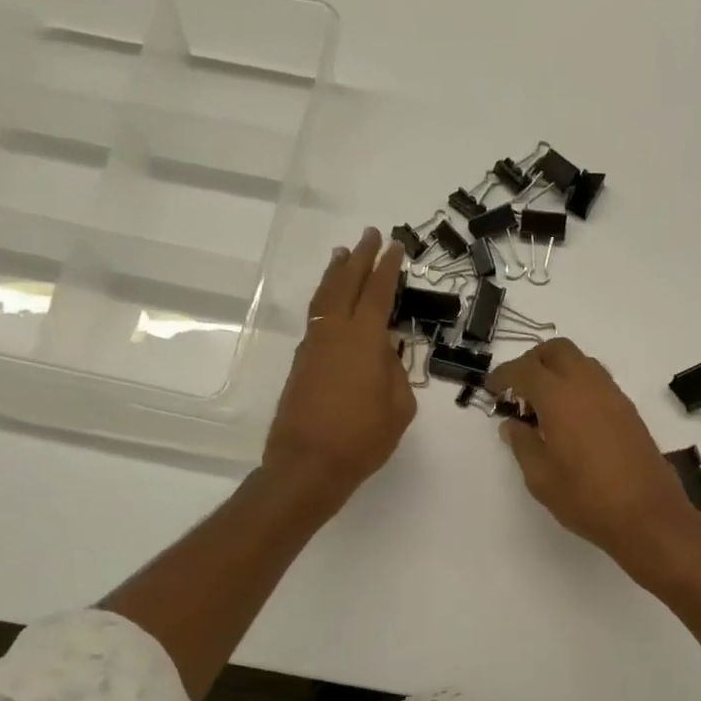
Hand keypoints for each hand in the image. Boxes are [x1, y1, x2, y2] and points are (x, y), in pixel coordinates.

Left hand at [263, 227, 415, 505]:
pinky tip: (331, 303)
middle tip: (370, 236)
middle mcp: (335, 332)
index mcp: (364, 339)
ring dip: (336, 274)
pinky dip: (326, 300)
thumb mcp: (399, 409)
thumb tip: (386, 356)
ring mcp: (313, 345)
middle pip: (347, 284)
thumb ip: (396, 374)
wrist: (308, 464)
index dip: (389, 268)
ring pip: (325, 298)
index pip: (378, 292)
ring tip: (343, 255)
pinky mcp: (301, 362)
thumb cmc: (361, 439)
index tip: (396, 246)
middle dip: (360, 258)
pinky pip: (316, 319)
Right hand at [487, 338, 700, 569]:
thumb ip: (522, 444)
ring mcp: (613, 395)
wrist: (646, 514)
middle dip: (533, 361)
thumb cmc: (585, 497)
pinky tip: (569, 418)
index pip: (525, 369)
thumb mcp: (540, 477)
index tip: (492, 390)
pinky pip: (597, 381)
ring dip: (558, 371)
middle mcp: (587, 385)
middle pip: (557, 350)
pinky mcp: (628, 410)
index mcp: (559, 397)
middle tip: (518, 389)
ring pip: (581, 361)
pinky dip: (577, 385)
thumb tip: (513, 425)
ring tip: (543, 404)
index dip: (504, 375)